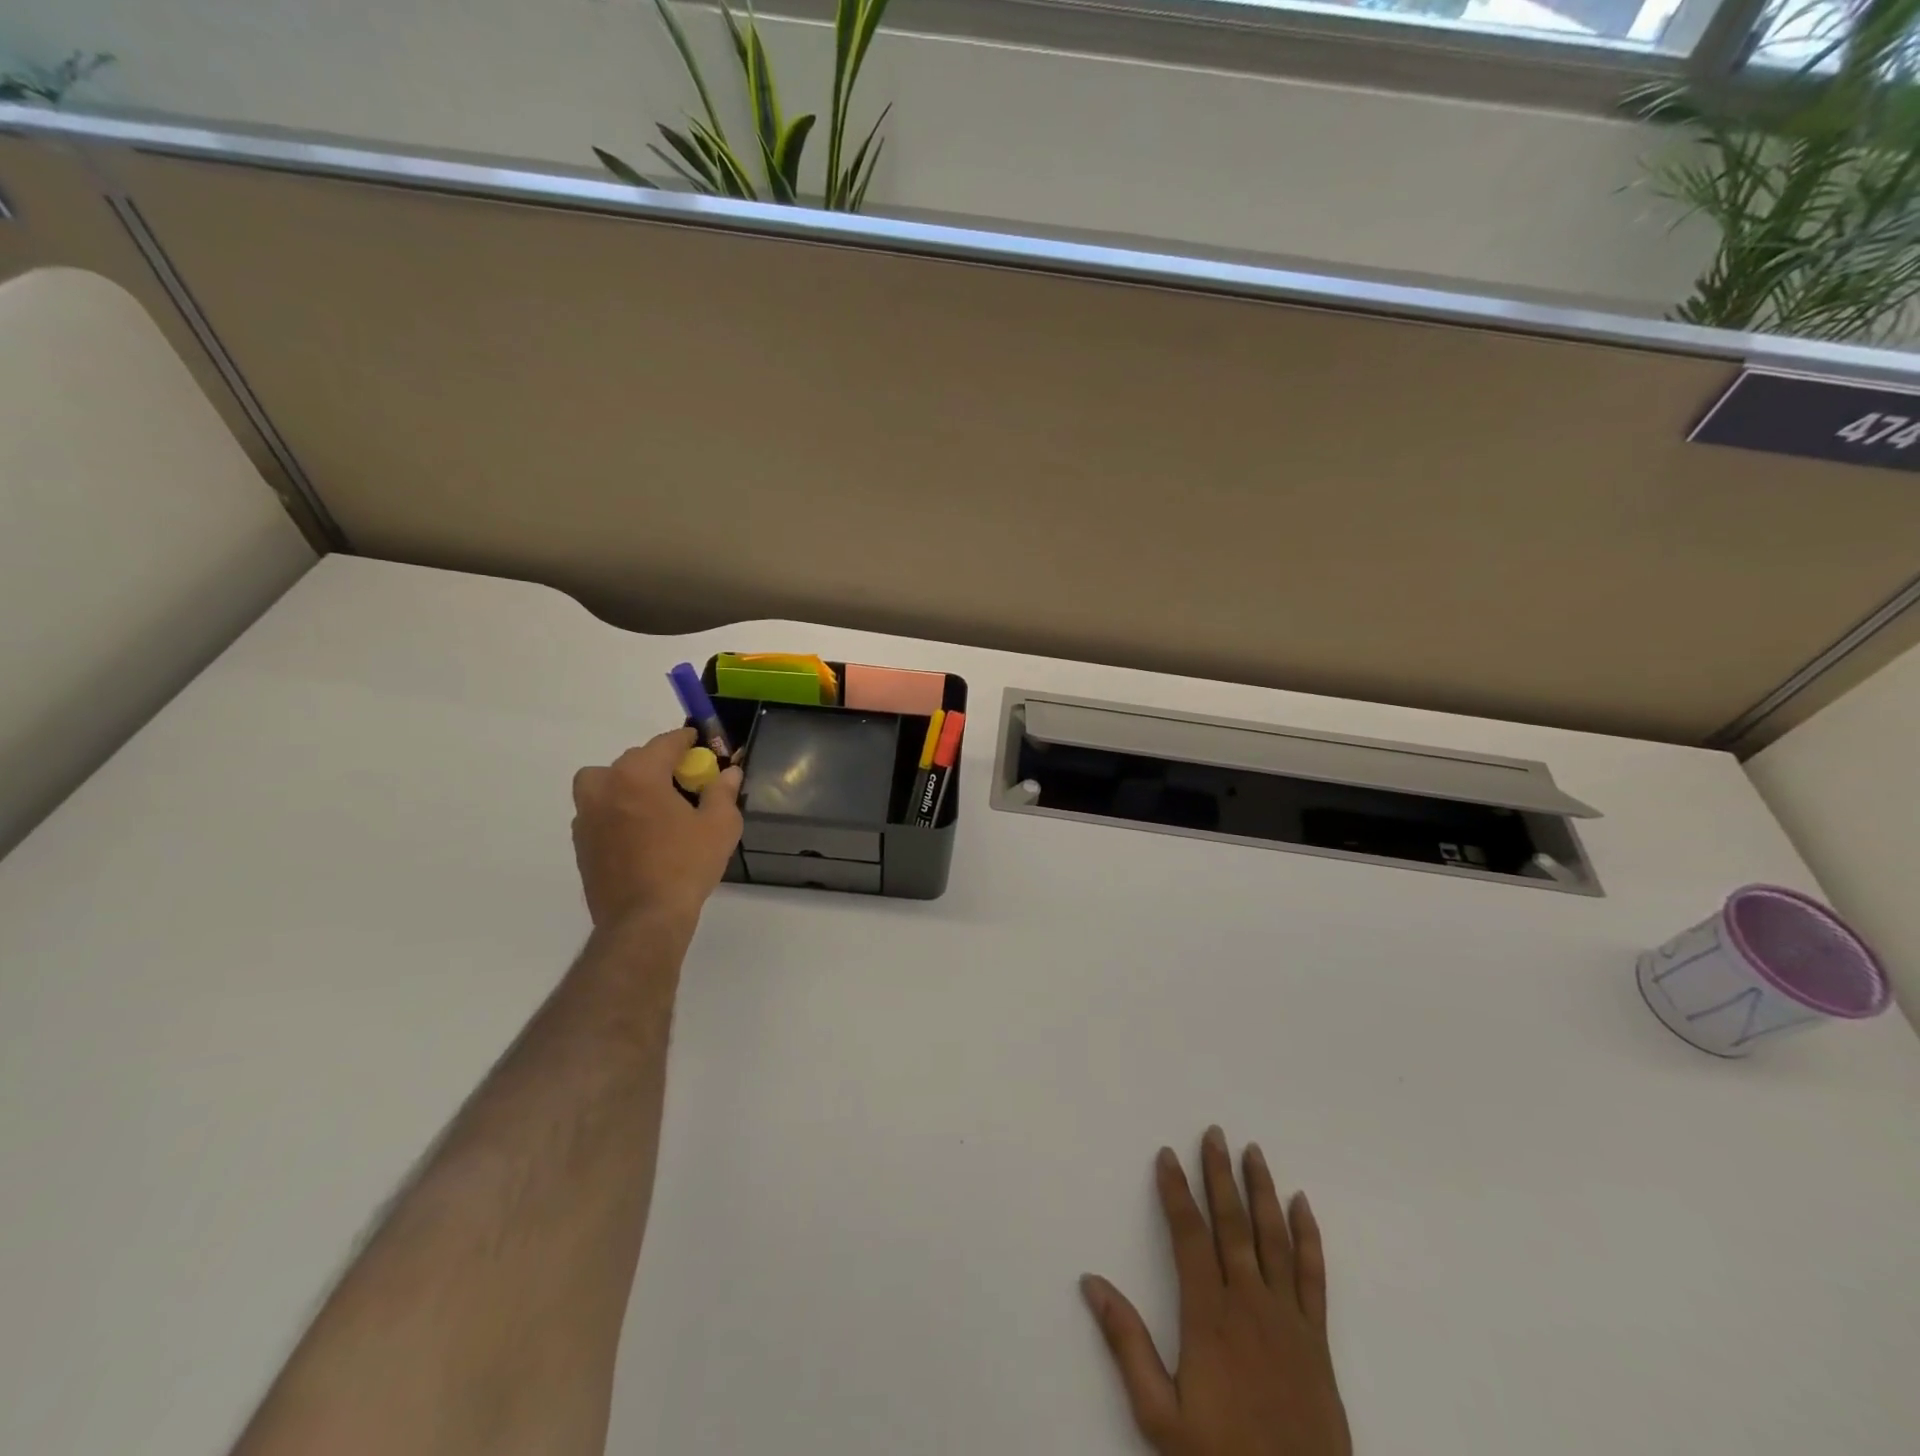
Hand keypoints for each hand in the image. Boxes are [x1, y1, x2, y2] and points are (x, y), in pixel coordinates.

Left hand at [571, 727, 742, 926]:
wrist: (643, 919)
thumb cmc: (685, 866)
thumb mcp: (719, 826)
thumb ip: (723, 792)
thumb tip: (729, 772)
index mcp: (639, 776)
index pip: (664, 743)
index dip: (685, 740)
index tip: (697, 742)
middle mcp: (605, 787)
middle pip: (633, 760)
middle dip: (658, 763)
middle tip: (683, 779)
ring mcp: (587, 815)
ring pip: (605, 782)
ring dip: (627, 783)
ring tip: (652, 803)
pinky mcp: (581, 842)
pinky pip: (598, 811)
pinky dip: (616, 810)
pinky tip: (639, 832)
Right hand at [1081, 1127, 1350, 1455]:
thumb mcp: (1160, 1416)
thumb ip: (1126, 1344)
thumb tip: (1092, 1283)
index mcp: (1208, 1315)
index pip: (1188, 1235)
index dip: (1176, 1191)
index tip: (1166, 1155)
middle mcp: (1249, 1303)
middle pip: (1232, 1224)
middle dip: (1219, 1175)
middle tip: (1214, 1133)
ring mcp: (1287, 1318)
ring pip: (1273, 1237)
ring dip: (1261, 1190)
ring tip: (1253, 1151)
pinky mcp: (1317, 1338)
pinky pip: (1313, 1276)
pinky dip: (1308, 1236)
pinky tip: (1302, 1204)